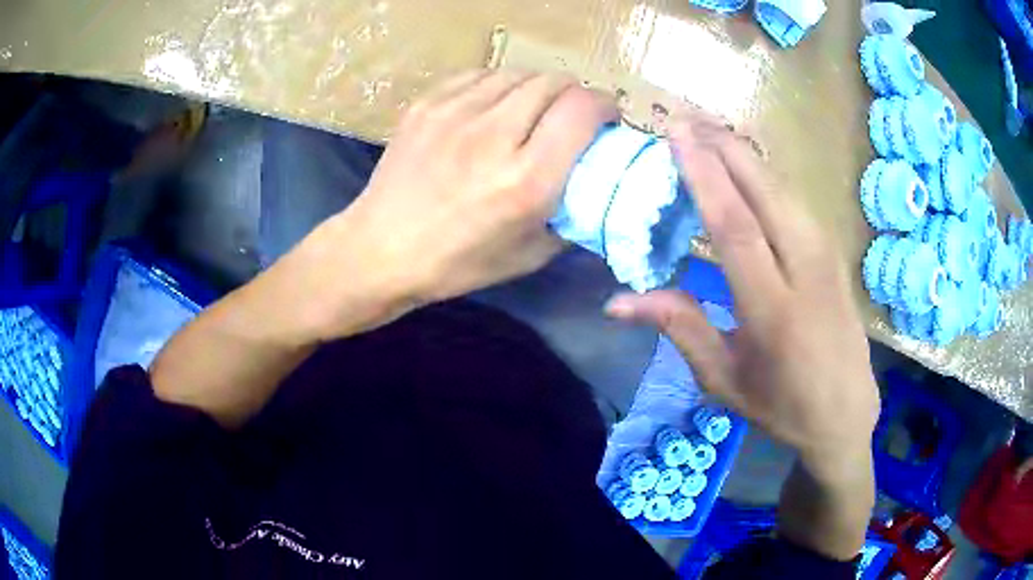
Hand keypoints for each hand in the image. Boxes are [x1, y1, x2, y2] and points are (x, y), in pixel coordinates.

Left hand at [299, 70, 615, 332]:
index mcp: (526, 180)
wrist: (380, 249)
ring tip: (533, 109)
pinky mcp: (427, 104)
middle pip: (555, 83)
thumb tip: (595, 185)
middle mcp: (494, 136)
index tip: (607, 118)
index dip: (605, 106)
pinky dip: (500, 86)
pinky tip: (494, 106)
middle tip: (573, 114)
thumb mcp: (529, 255)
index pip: (583, 110)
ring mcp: (455, 113)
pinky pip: (480, 75)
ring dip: (538, 88)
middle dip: (575, 94)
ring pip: (519, 73)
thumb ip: (571, 215)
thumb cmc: (456, 263)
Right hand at [605, 111, 879, 474]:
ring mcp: (827, 257)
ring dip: (745, 154)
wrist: (845, 414)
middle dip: (723, 146)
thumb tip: (617, 301)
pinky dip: (766, 174)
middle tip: (685, 117)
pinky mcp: (834, 253)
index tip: (675, 134)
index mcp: (773, 310)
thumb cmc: (781, 405)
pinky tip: (746, 164)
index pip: (736, 225)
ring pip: (783, 188)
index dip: (704, 175)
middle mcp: (806, 270)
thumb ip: (679, 328)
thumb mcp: (723, 379)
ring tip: (708, 130)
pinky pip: (796, 201)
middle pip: (765, 191)